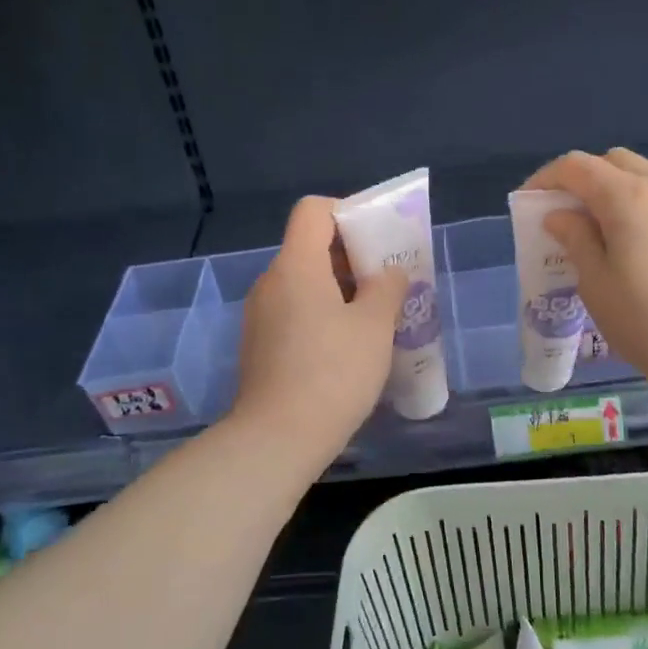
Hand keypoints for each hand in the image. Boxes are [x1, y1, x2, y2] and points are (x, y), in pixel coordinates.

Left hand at [231, 196, 407, 469]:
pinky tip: (346, 347)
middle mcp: (271, 281)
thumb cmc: (332, 372)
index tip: (377, 241)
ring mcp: (260, 314)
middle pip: (310, 246)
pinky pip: (294, 310)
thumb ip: (387, 288)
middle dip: (352, 256)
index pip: (314, 210)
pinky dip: (321, 314)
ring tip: (373, 317)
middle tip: (387, 282)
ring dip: (339, 289)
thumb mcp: (374, 326)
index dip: (347, 212)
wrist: (277, 439)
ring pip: (304, 282)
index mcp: (296, 265)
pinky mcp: (259, 344)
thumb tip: (388, 273)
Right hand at [525, 148, 647, 402]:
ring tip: (610, 222)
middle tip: (570, 214)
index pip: (577, 167)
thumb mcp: (596, 285)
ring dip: (622, 183)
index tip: (530, 202)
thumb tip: (561, 215)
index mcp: (627, 197)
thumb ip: (576, 240)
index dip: (546, 177)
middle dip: (585, 178)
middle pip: (614, 160)